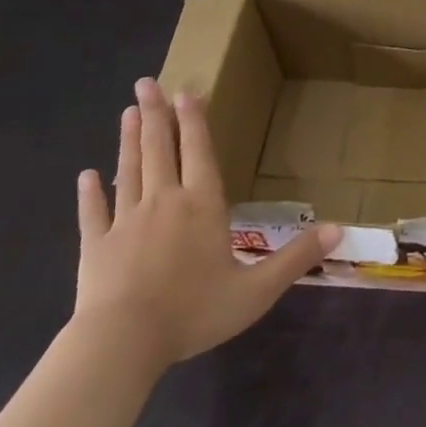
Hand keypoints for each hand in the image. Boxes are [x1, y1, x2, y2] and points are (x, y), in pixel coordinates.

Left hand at [72, 78, 339, 373]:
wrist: (122, 343)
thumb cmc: (193, 311)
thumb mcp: (256, 290)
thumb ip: (296, 258)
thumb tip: (340, 229)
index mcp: (202, 205)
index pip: (199, 152)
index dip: (194, 121)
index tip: (185, 92)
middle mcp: (164, 201)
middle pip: (160, 149)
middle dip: (156, 114)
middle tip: (145, 82)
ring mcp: (125, 221)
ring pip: (129, 171)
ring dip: (129, 140)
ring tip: (128, 112)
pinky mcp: (94, 246)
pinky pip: (93, 213)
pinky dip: (89, 194)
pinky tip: (85, 176)